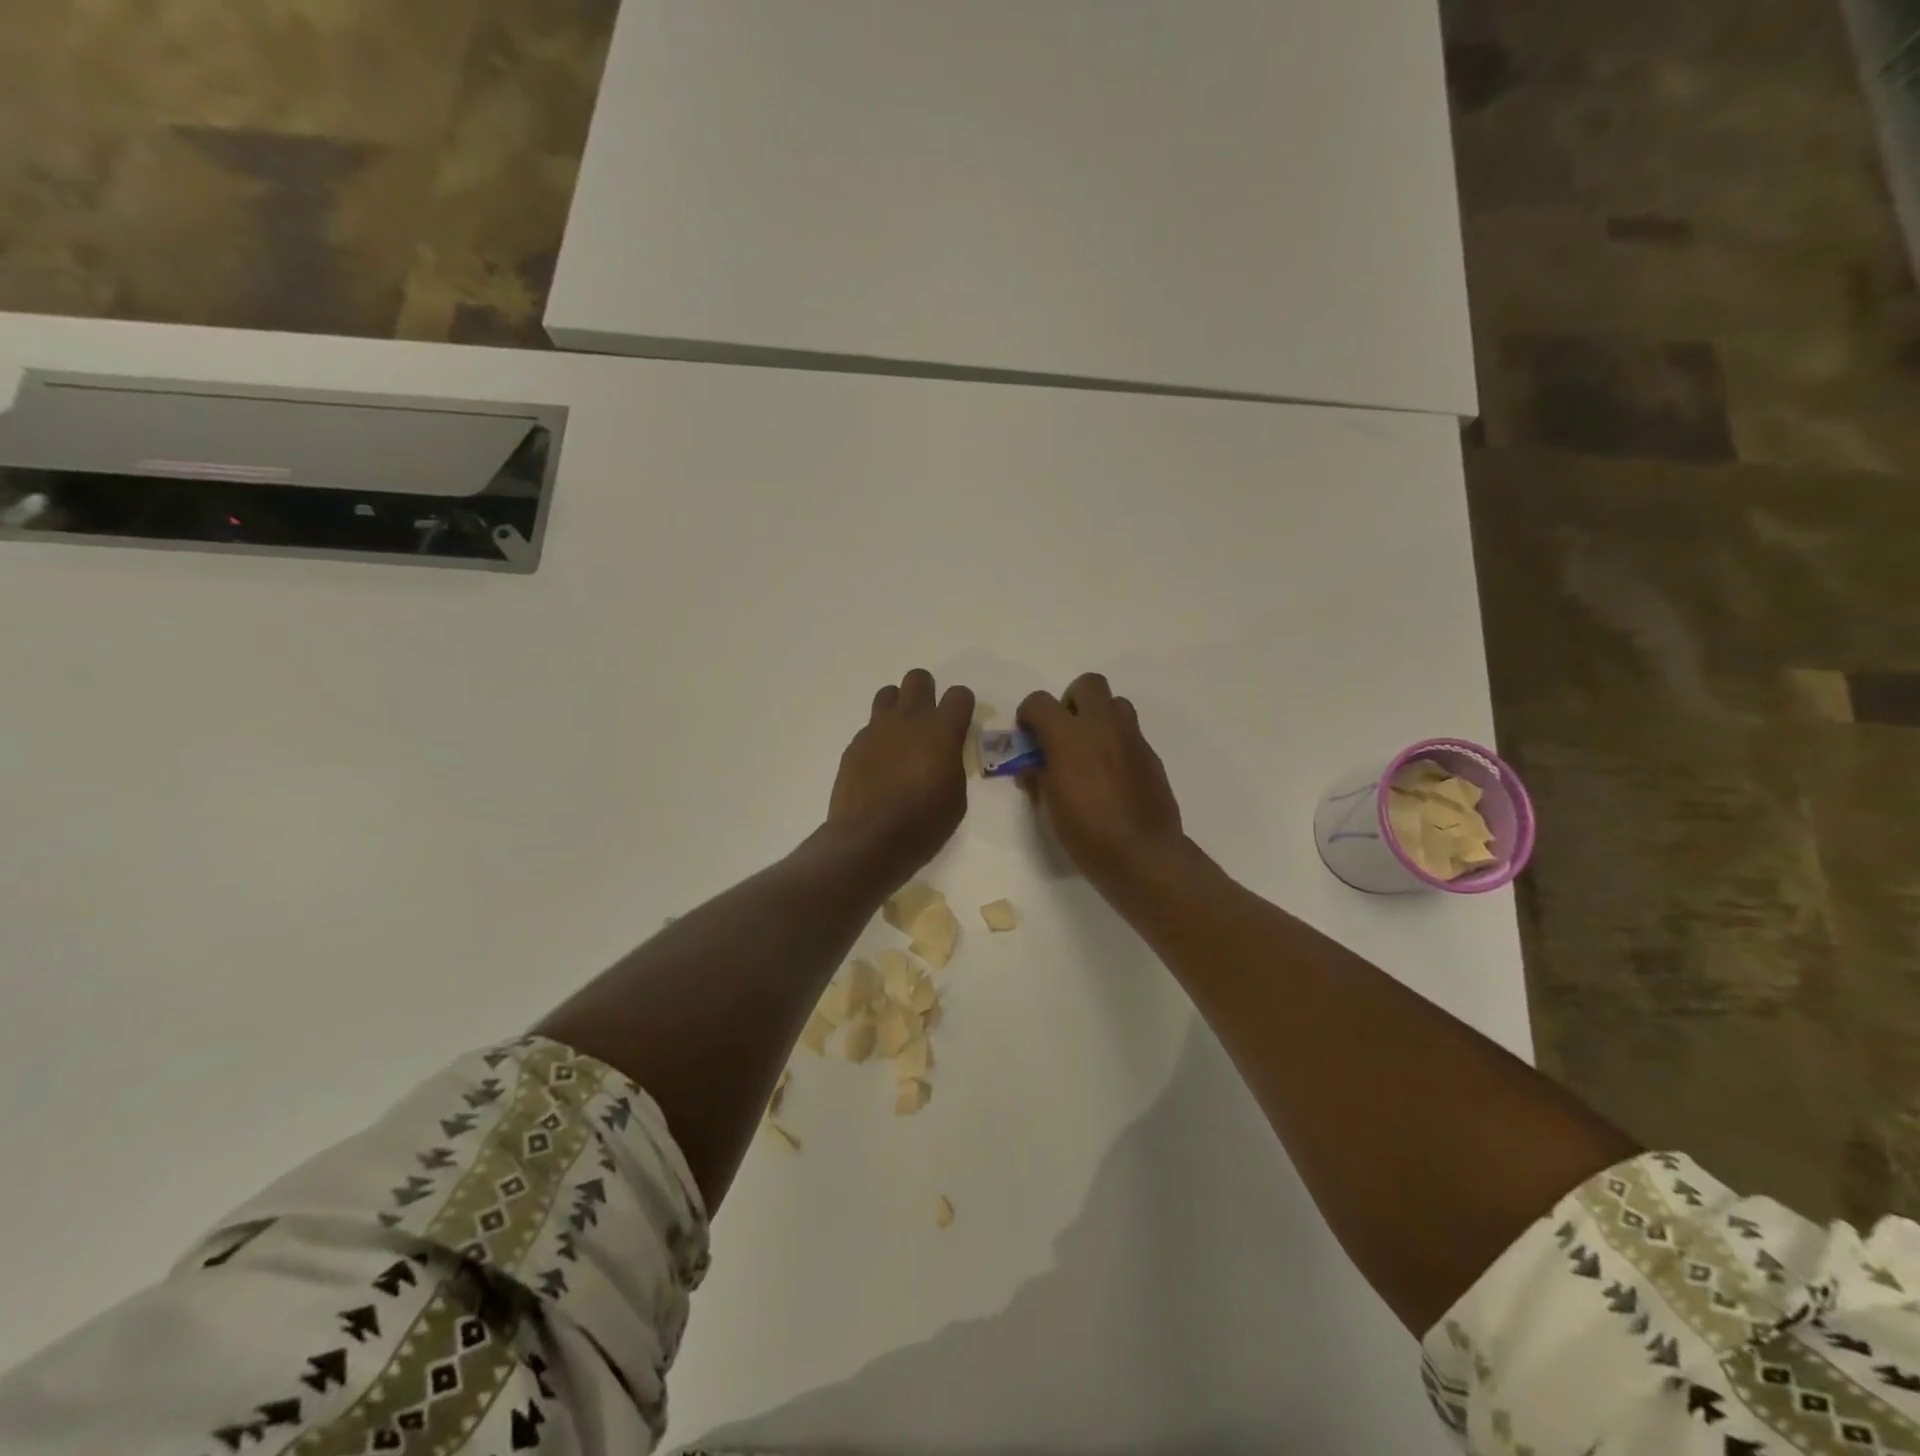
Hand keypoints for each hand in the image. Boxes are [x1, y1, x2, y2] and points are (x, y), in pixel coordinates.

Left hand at [828, 669, 974, 880]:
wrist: (869, 840)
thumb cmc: (923, 824)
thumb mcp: (956, 797)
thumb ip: (953, 764)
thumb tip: (945, 754)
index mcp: (941, 731)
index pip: (959, 694)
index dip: (963, 706)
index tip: (961, 724)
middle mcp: (909, 719)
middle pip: (918, 678)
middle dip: (927, 693)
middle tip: (929, 722)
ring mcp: (877, 729)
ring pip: (889, 693)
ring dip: (899, 708)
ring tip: (901, 736)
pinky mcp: (855, 744)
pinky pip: (870, 727)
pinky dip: (879, 738)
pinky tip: (880, 764)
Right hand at [1017, 673, 1186, 896]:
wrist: (1142, 854)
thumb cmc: (1086, 833)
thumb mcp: (1049, 807)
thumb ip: (1038, 778)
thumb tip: (1031, 769)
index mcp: (1069, 737)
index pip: (1040, 702)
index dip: (1029, 714)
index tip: (1028, 735)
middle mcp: (1102, 727)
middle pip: (1088, 684)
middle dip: (1071, 701)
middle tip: (1064, 732)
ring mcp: (1131, 738)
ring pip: (1116, 703)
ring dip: (1099, 716)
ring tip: (1090, 749)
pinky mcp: (1150, 755)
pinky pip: (1130, 733)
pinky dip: (1116, 743)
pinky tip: (1111, 774)